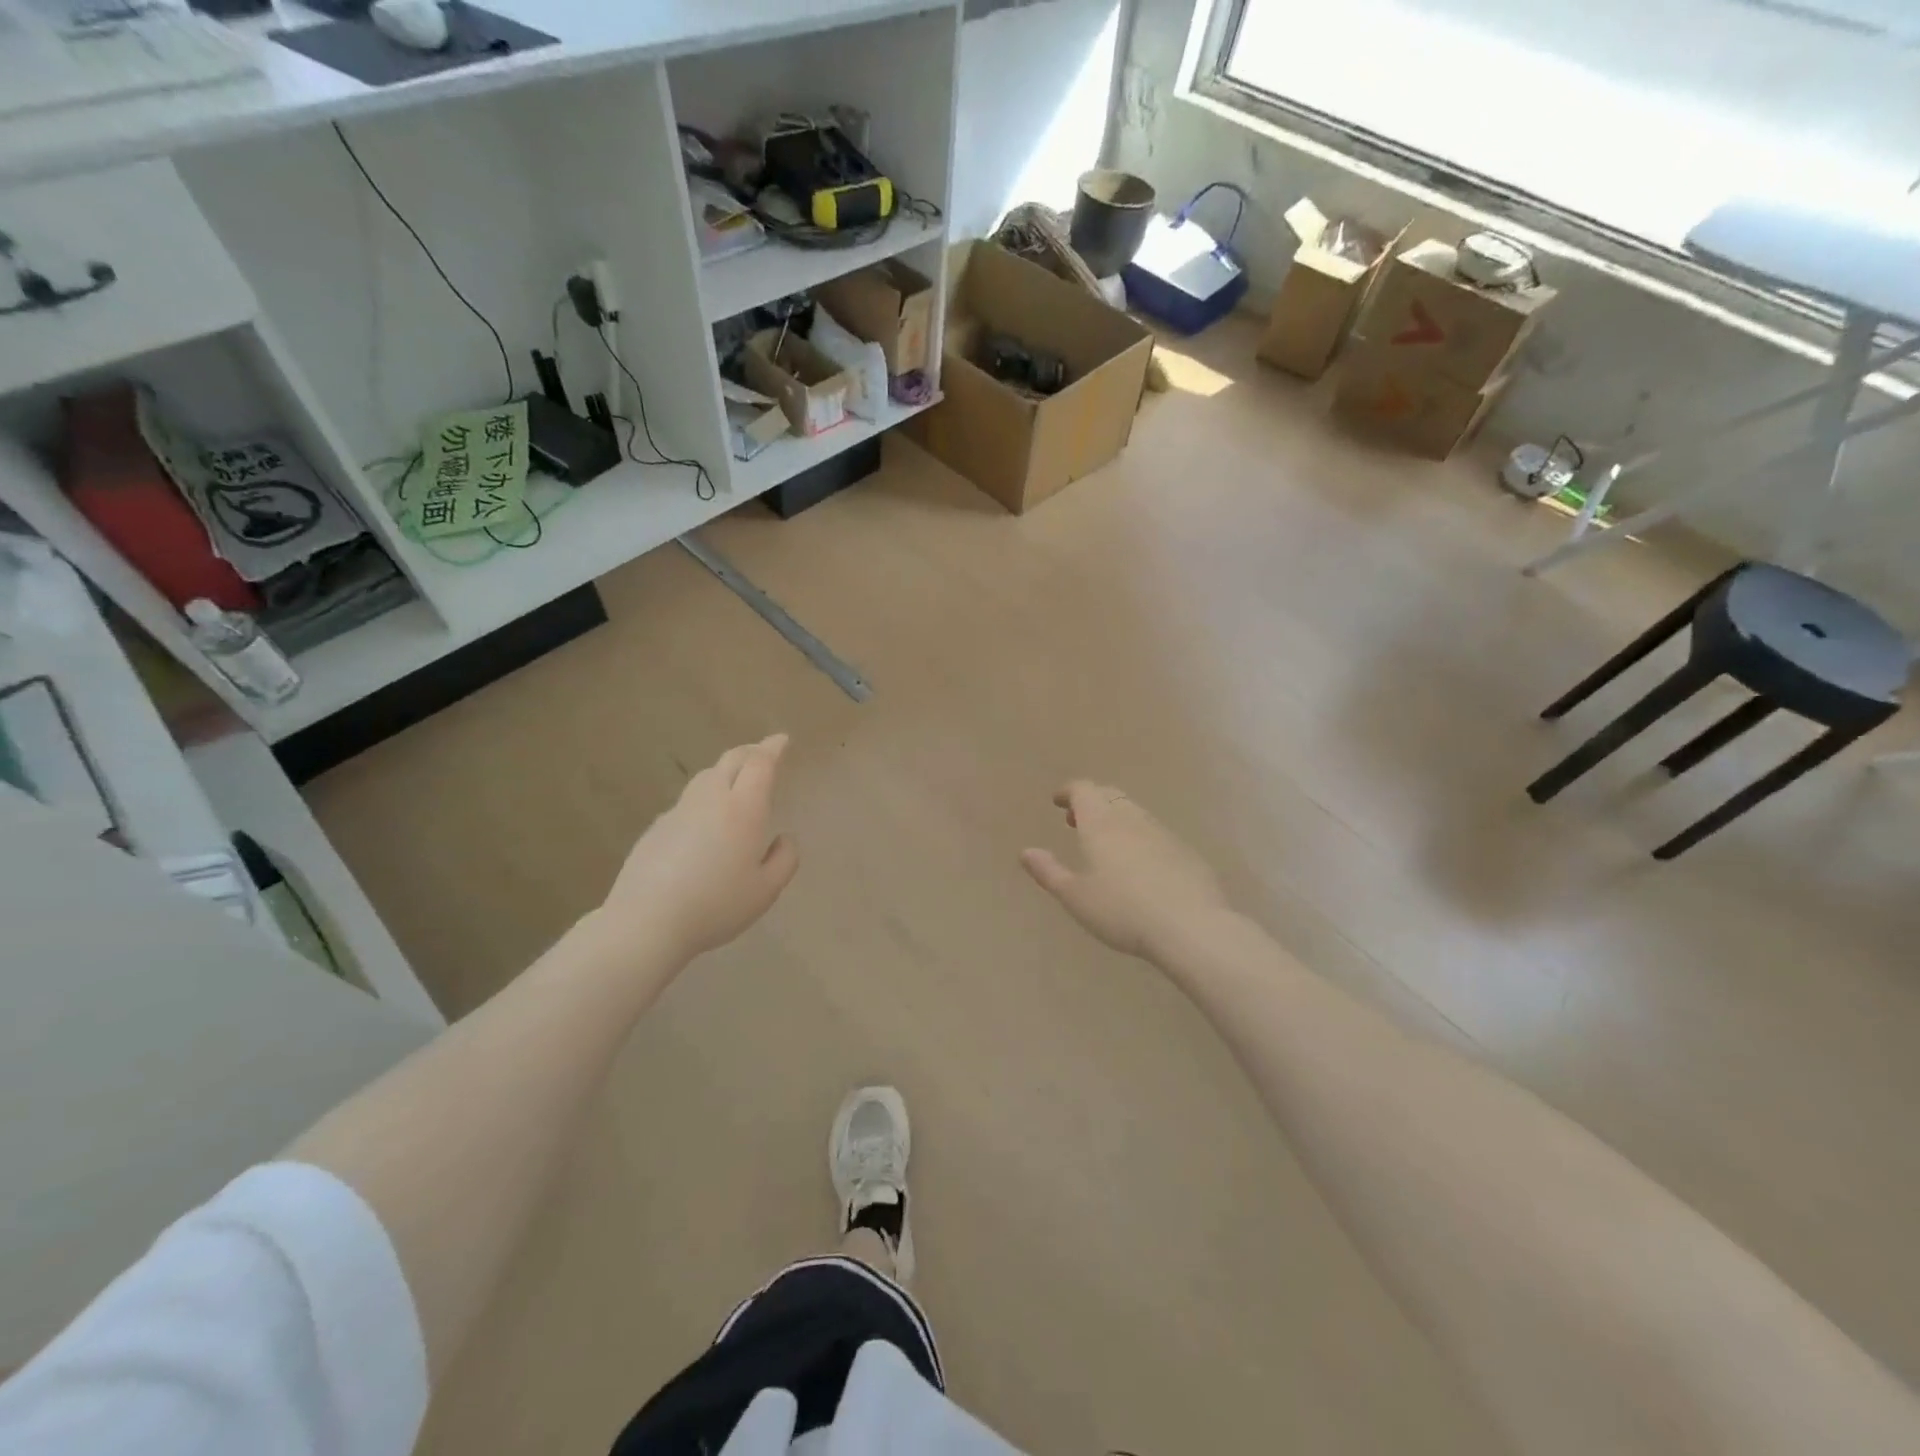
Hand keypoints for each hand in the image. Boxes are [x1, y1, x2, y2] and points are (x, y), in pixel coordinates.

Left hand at [598, 735, 799, 965]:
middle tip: (764, 752)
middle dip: (751, 751)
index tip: (782, 739)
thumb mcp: (766, 891)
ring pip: (706, 777)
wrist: (646, 921)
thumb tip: (784, 838)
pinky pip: (687, 802)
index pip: (760, 763)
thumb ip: (785, 860)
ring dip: (726, 771)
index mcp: (743, 809)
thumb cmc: (716, 905)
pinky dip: (704, 798)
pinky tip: (705, 822)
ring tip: (736, 782)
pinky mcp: (656, 828)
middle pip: (731, 760)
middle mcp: (710, 800)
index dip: (772, 748)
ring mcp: (678, 811)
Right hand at [1021, 780, 1230, 962]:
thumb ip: (1049, 872)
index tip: (1058, 801)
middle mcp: (1131, 819)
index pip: (1083, 790)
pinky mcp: (1185, 851)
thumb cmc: (1122, 911)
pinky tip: (1139, 865)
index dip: (1068, 791)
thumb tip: (1026, 852)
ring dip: (1115, 816)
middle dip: (1091, 800)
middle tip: (1076, 820)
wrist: (1190, 926)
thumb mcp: (1076, 897)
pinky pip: (1155, 831)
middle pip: (1109, 794)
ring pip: (1134, 811)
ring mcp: (1162, 832)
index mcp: (1101, 824)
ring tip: (1104, 843)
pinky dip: (1138, 835)